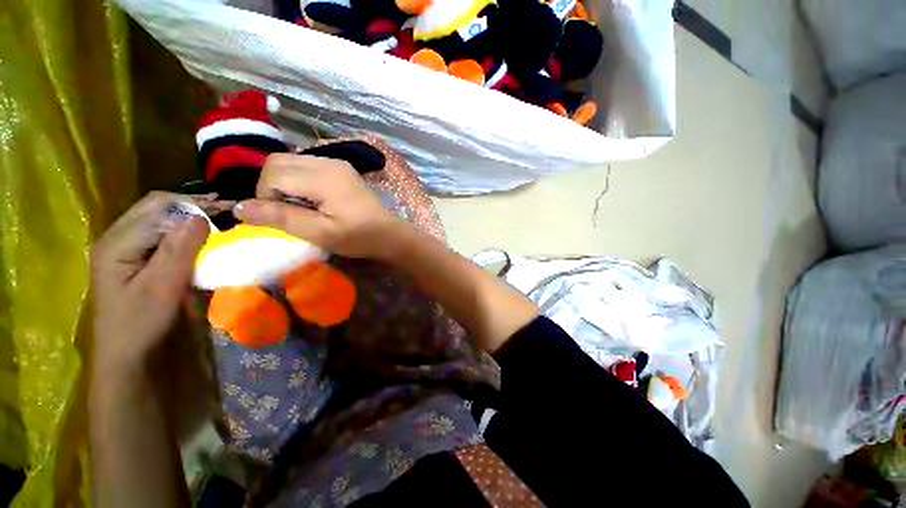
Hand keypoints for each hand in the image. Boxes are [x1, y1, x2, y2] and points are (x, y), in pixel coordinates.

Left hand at [91, 192, 210, 372]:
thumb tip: (200, 217)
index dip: (193, 205)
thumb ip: (178, 251)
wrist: (128, 356)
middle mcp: (118, 239)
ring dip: (190, 216)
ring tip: (219, 216)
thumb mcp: (162, 288)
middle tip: (226, 208)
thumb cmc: (141, 324)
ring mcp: (126, 250)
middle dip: (192, 205)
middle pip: (156, 208)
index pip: (158, 208)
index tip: (228, 209)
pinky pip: (162, 235)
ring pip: (160, 218)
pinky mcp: (137, 260)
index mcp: (117, 244)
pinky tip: (201, 234)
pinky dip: (185, 230)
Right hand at [234, 153, 406, 259]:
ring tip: (300, 207)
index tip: (278, 217)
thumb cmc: (358, 237)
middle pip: (278, 161)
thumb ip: (281, 217)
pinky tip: (312, 199)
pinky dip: (299, 179)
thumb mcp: (319, 233)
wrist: (390, 234)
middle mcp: (328, 161)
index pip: (273, 173)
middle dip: (270, 185)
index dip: (264, 195)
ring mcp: (336, 163)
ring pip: (291, 162)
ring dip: (284, 182)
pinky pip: (307, 166)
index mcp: (323, 177)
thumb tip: (239, 208)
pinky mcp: (341, 169)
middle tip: (285, 211)